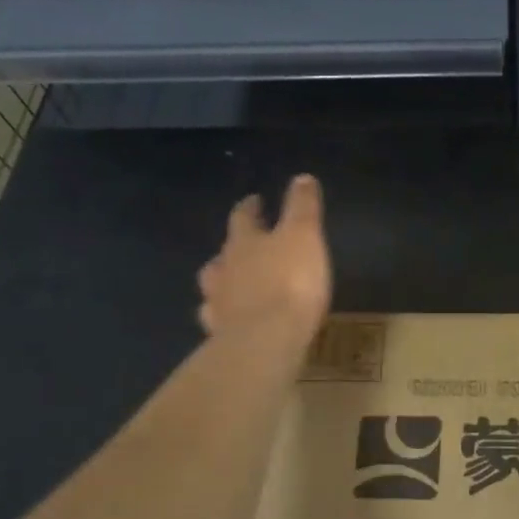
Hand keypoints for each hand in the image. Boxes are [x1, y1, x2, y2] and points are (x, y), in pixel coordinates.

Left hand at [197, 175, 331, 346]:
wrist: (266, 340)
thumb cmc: (290, 283)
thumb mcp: (304, 236)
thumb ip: (302, 207)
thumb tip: (301, 177)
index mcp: (245, 242)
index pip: (243, 217)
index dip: (250, 207)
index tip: (255, 200)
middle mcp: (224, 268)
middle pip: (224, 251)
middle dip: (234, 245)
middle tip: (244, 243)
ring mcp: (218, 303)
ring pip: (214, 285)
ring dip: (223, 280)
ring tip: (233, 282)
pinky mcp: (220, 334)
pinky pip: (217, 319)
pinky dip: (223, 315)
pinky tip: (230, 319)